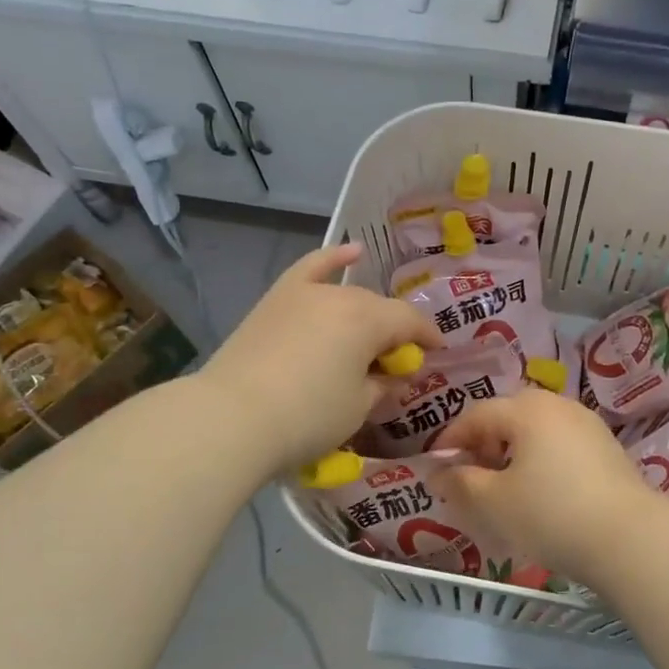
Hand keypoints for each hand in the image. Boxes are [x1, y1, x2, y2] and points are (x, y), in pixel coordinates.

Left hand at [199, 242, 440, 479]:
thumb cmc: (307, 417)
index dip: (428, 338)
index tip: (438, 354)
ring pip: (348, 295)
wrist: (231, 418)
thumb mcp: (357, 408)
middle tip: (396, 364)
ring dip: (366, 313)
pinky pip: (311, 268)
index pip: (410, 322)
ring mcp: (304, 293)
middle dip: (394, 333)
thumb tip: (393, 374)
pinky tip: (351, 251)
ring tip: (371, 335)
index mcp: (368, 320)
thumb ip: (382, 385)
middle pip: (378, 309)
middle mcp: (340, 296)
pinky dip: (332, 259)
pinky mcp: (276, 300)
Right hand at [434, 390, 660, 585]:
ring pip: (535, 431)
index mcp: (526, 409)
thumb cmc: (551, 513)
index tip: (435, 468)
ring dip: (512, 453)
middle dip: (483, 444)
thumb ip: (459, 482)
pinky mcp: (607, 448)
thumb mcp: (494, 502)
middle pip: (508, 417)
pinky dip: (539, 460)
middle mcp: (557, 405)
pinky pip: (559, 445)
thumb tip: (436, 471)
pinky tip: (541, 492)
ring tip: (503, 488)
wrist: (631, 539)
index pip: (476, 415)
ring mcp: (587, 424)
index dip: (451, 440)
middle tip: (469, 478)